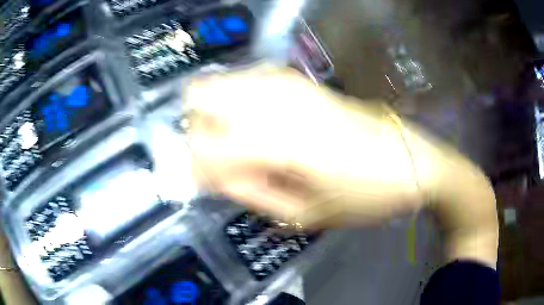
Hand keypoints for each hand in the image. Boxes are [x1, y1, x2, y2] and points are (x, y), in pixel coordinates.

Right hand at [186, 66, 424, 226]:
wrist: (409, 162)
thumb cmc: (366, 197)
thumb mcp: (307, 214)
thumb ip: (254, 193)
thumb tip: (216, 176)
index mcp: (278, 143)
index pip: (204, 146)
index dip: (192, 166)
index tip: (196, 181)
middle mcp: (276, 101)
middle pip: (201, 96)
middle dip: (196, 128)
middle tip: (214, 155)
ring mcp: (289, 83)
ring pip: (221, 82)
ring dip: (214, 112)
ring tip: (233, 140)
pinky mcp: (302, 80)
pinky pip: (249, 78)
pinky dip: (236, 98)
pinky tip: (254, 120)